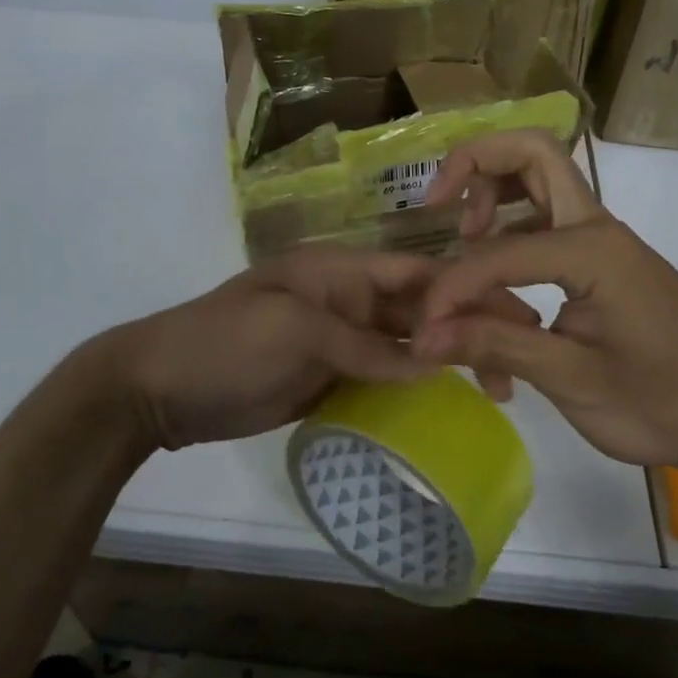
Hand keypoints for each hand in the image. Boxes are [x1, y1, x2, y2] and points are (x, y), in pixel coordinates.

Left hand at [108, 245, 535, 449]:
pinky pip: (382, 377)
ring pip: (405, 346)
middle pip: (417, 310)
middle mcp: (345, 300)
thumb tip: (430, 365)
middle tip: (517, 364)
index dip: (464, 290)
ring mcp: (337, 341)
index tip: (514, 316)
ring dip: (446, 362)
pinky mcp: (327, 377)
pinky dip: (413, 389)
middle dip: (466, 329)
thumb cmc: (225, 342)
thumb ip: (362, 344)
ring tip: (497, 390)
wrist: (160, 388)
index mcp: (338, 271)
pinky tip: (446, 407)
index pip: (414, 273)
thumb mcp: (294, 330)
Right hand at [413, 130, 677, 475]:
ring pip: (539, 184)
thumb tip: (424, 335)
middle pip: (532, 154)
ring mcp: (602, 244)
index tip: (427, 329)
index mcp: (592, 248)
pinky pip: (546, 232)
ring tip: (462, 242)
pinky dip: (510, 243)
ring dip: (493, 196)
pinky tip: (498, 299)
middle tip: (437, 208)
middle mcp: (596, 228)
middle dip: (475, 165)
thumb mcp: (574, 381)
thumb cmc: (666, 404)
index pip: (496, 251)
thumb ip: (496, 346)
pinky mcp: (603, 267)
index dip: (452, 286)